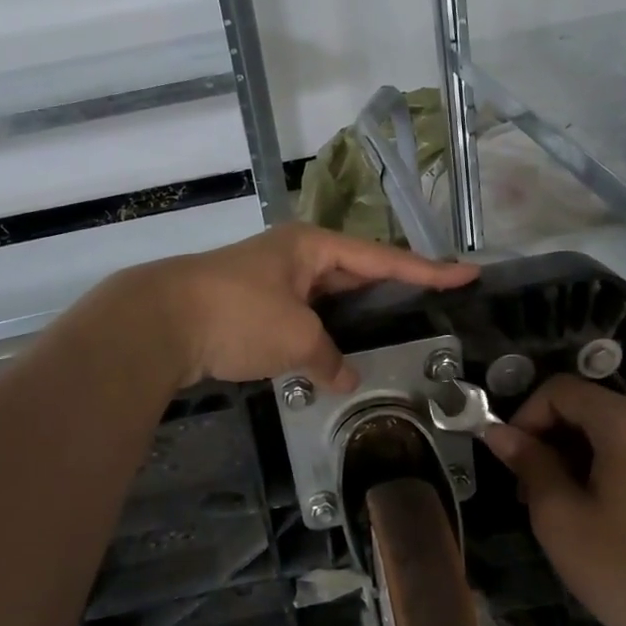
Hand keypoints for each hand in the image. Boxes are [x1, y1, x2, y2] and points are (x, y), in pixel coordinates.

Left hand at [131, 224, 476, 389]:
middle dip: (392, 289)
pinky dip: (322, 333)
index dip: (428, 269)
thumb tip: (345, 378)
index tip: (468, 271)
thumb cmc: (237, 315)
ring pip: (327, 297)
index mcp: (313, 246)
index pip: (383, 258)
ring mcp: (271, 279)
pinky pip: (303, 315)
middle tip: (433, 303)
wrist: (158, 323)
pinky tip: (337, 354)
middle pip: (356, 272)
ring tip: (394, 332)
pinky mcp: (252, 305)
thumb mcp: (295, 337)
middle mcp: (295, 255)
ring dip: (354, 317)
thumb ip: (328, 358)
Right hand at [483, 376, 625, 625]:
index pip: (562, 389)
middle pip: (593, 411)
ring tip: (568, 513)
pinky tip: (611, 524)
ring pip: (620, 438)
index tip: (512, 461)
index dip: (526, 416)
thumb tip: (499, 432)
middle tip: (532, 493)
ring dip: (583, 461)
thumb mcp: (561, 518)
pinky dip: (617, 476)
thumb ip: (529, 465)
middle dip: (553, 442)